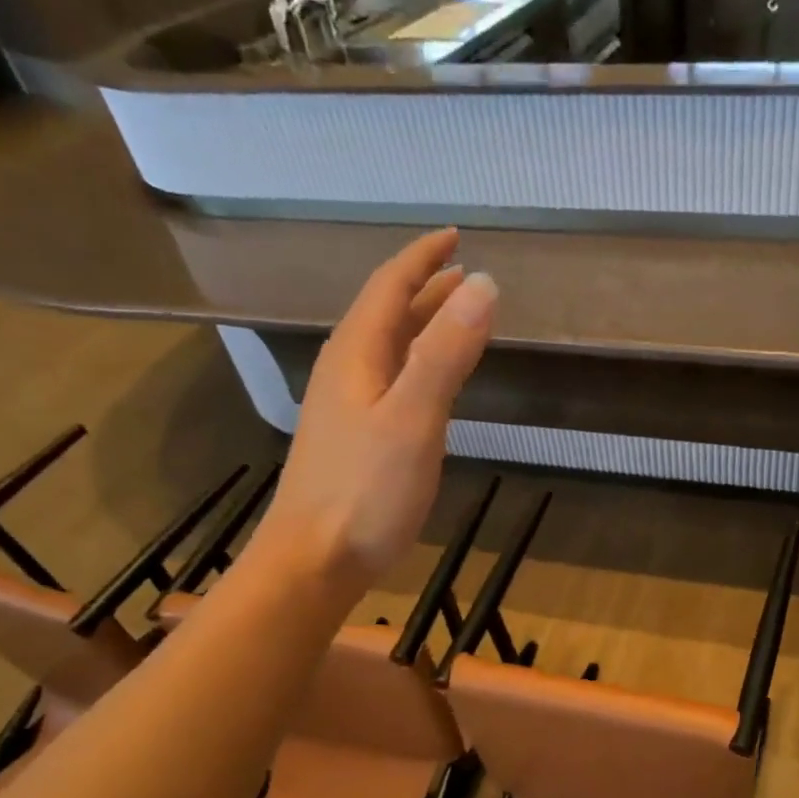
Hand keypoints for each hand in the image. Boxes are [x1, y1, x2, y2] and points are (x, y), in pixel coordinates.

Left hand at [256, 228, 494, 583]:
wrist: (314, 559)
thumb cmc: (366, 491)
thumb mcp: (413, 418)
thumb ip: (446, 354)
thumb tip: (483, 285)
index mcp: (356, 355)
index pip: (389, 287)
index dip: (422, 259)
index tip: (455, 238)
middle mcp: (346, 371)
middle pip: (386, 315)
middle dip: (424, 289)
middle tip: (464, 274)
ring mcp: (347, 408)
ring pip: (387, 349)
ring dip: (421, 326)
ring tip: (456, 317)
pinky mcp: (355, 439)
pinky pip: (390, 381)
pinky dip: (417, 364)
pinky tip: (431, 383)